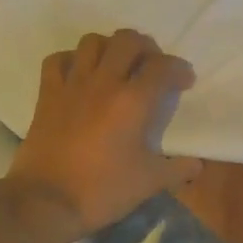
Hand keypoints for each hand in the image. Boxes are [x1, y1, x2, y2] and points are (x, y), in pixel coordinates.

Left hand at [8, 30, 203, 235]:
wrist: (44, 202)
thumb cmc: (101, 190)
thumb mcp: (148, 183)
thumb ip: (177, 169)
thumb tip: (197, 165)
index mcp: (133, 101)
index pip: (163, 66)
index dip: (179, 69)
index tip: (184, 82)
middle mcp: (104, 82)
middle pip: (127, 40)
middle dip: (146, 47)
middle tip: (151, 65)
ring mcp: (73, 84)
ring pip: (92, 42)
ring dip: (109, 47)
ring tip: (116, 64)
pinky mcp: (47, 94)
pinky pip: (57, 60)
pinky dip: (71, 60)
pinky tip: (79, 74)